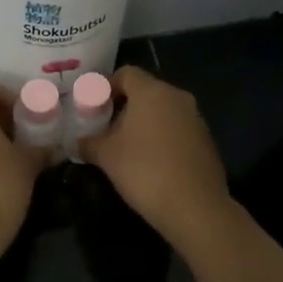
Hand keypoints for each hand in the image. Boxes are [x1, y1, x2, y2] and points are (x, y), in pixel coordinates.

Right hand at [81, 67, 232, 241]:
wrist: (195, 207)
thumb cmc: (144, 171)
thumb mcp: (106, 156)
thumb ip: (88, 142)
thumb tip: (77, 141)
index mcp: (152, 92)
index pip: (126, 73)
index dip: (106, 86)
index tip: (92, 106)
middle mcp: (177, 97)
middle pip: (145, 91)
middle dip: (123, 106)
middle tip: (104, 128)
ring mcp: (195, 118)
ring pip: (162, 110)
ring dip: (143, 122)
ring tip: (125, 146)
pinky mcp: (205, 140)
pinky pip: (177, 128)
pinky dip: (161, 136)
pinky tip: (150, 161)